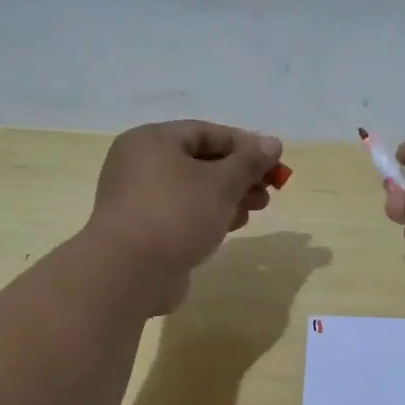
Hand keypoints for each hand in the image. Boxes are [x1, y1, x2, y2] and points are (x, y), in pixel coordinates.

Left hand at [84, 120, 283, 312]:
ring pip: (194, 190)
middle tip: (270, 189)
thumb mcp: (221, 182)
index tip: (275, 161)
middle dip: (239, 174)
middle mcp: (140, 165)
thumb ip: (249, 162)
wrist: (130, 272)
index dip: (245, 144)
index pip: (206, 132)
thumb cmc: (176, 213)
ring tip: (257, 209)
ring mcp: (139, 200)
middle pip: (201, 161)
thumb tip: (272, 143)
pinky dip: (209, 216)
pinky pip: (183, 214)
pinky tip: (232, 227)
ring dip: (229, 197)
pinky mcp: (144, 231)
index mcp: (152, 141)